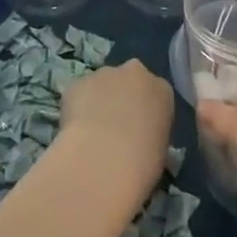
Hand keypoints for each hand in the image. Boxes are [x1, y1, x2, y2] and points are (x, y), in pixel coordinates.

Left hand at [58, 61, 174, 197]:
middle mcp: (135, 73)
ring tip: (91, 135)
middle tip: (115, 129)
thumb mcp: (160, 152)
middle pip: (128, 81)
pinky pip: (78, 94)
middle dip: (121, 98)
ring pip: (101, 85)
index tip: (139, 132)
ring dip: (98, 102)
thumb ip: (151, 134)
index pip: (156, 95)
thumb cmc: (142, 163)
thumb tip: (139, 139)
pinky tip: (75, 133)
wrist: (103, 160)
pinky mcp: (77, 83)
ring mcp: (104, 74)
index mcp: (161, 90)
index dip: (145, 113)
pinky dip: (76, 108)